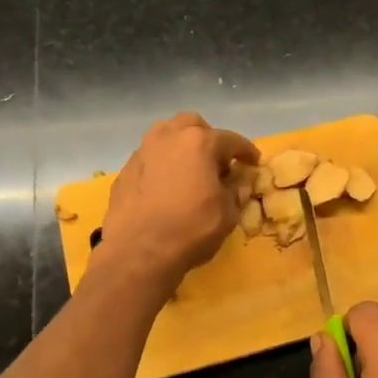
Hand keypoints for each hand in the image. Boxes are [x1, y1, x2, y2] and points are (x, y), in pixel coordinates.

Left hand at [97, 113, 258, 286]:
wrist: (138, 252)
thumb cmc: (191, 229)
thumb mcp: (227, 213)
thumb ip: (236, 191)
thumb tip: (238, 181)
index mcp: (199, 142)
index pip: (231, 140)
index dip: (246, 152)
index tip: (253, 162)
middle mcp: (169, 137)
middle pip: (192, 126)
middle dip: (208, 139)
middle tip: (217, 162)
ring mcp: (142, 152)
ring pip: (165, 137)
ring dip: (181, 147)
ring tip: (189, 171)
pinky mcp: (124, 171)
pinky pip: (150, 159)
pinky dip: (161, 166)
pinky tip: (165, 188)